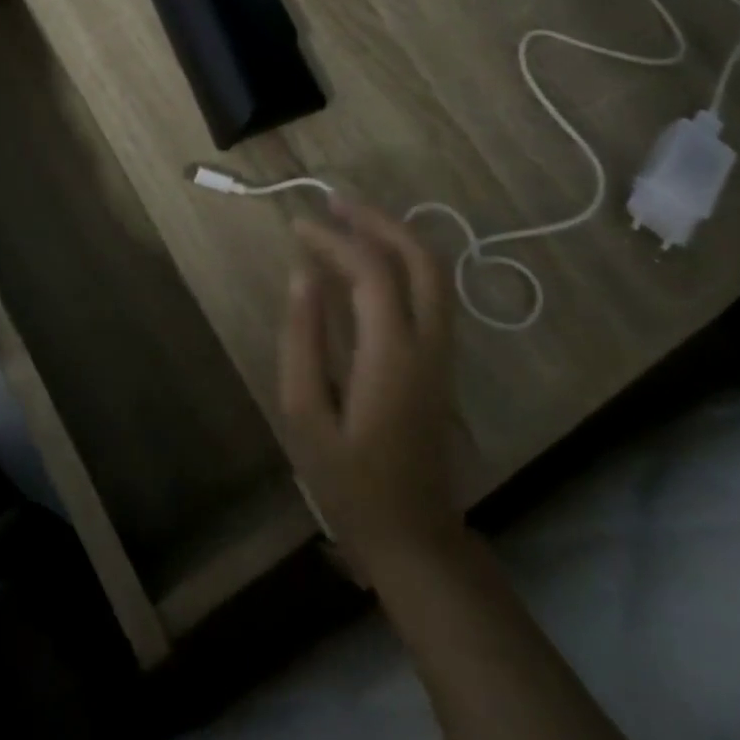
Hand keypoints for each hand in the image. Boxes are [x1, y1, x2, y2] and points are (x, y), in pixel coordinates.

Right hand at [278, 198, 471, 578]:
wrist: (414, 538)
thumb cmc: (349, 482)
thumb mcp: (305, 413)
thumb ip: (302, 338)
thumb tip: (302, 275)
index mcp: (392, 355)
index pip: (371, 271)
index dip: (333, 239)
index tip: (296, 224)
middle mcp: (429, 344)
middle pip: (421, 259)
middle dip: (379, 220)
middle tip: (335, 201)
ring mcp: (443, 353)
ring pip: (434, 273)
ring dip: (394, 236)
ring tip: (349, 218)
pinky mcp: (442, 363)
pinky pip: (430, 293)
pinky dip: (401, 261)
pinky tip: (369, 260)